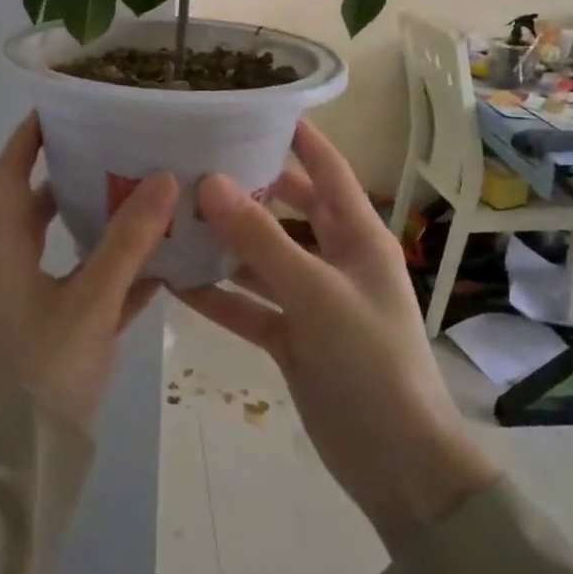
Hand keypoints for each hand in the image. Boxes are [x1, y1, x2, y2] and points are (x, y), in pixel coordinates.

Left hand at [0, 114, 177, 427]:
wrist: (13, 465)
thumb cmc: (39, 368)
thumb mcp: (89, 299)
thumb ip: (127, 240)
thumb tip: (163, 177)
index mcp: (5, 247)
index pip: (9, 172)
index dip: (29, 136)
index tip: (62, 106)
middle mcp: (13, 267)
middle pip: (40, 206)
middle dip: (74, 175)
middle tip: (119, 148)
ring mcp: (34, 302)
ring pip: (69, 248)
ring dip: (102, 224)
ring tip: (148, 196)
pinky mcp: (57, 334)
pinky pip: (90, 289)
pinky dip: (119, 275)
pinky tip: (164, 265)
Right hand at [179, 121, 498, 552]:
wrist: (398, 464)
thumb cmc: (369, 361)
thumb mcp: (315, 293)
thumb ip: (261, 239)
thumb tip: (210, 181)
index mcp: (358, 236)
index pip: (326, 169)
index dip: (297, 137)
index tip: (253, 109)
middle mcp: (335, 259)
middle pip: (287, 210)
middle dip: (247, 189)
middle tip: (194, 163)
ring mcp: (313, 301)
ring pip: (263, 259)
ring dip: (226, 243)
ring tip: (174, 217)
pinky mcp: (293, 339)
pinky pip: (251, 306)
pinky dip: (220, 296)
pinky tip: (177, 282)